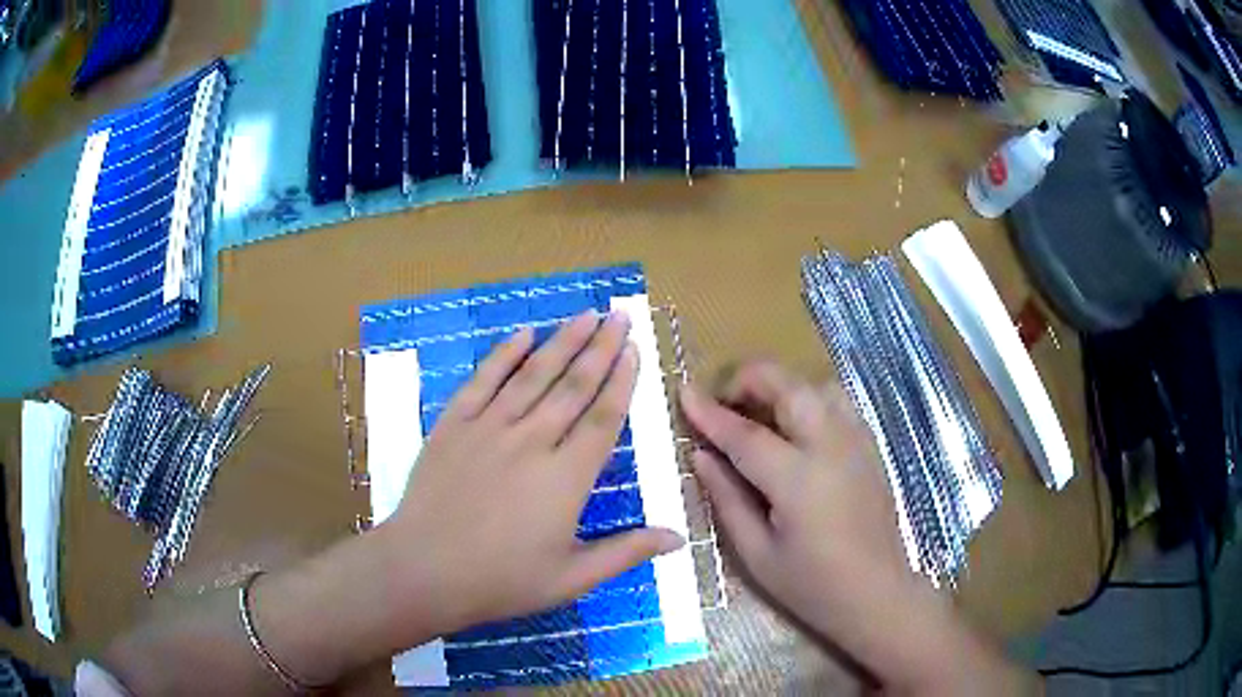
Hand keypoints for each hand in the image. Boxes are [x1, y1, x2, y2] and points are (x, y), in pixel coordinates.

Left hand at [380, 311, 683, 638]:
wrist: (424, 570)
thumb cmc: (501, 580)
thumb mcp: (572, 578)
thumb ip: (626, 552)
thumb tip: (679, 538)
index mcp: (566, 478)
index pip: (603, 417)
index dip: (622, 381)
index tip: (635, 349)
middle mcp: (532, 441)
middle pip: (574, 386)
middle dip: (600, 347)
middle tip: (619, 315)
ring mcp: (489, 428)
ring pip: (533, 375)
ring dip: (562, 341)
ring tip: (586, 313)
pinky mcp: (454, 425)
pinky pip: (483, 381)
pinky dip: (504, 355)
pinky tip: (523, 333)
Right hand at [680, 361, 1026, 691]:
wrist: (877, 593)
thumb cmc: (811, 585)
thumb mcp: (756, 554)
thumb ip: (726, 498)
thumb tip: (700, 455)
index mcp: (798, 480)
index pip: (744, 433)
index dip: (710, 412)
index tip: (683, 391)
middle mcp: (831, 447)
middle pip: (788, 386)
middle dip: (749, 380)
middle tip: (723, 402)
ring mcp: (856, 442)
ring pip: (817, 385)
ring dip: (782, 387)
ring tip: (759, 414)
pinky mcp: (869, 446)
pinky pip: (837, 402)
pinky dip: (808, 399)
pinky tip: (795, 429)